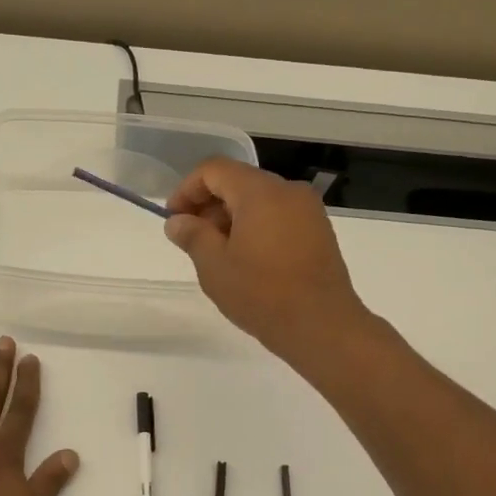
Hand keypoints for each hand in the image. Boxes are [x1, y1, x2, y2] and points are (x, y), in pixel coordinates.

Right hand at [163, 158, 369, 358]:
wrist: (322, 326)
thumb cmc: (262, 294)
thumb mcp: (214, 266)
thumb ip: (192, 235)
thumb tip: (177, 221)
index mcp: (260, 192)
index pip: (214, 170)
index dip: (187, 189)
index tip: (173, 219)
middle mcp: (288, 191)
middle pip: (238, 181)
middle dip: (209, 204)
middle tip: (191, 238)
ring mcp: (308, 210)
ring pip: (259, 199)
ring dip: (231, 217)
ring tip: (216, 253)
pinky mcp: (318, 231)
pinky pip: (278, 215)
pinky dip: (255, 226)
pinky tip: (245, 259)